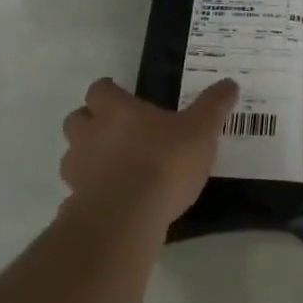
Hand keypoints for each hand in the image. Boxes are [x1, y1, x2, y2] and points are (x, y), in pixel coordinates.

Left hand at [60, 78, 237, 226]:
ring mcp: (78, 171)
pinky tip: (114, 201)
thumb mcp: (201, 130)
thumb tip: (229, 83)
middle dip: (91, 122)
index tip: (121, 95)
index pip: (100, 89)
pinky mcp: (75, 204)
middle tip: (116, 130)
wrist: (126, 219)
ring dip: (88, 157)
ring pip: (73, 155)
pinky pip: (78, 192)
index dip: (109, 91)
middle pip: (76, 119)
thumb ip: (213, 106)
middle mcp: (90, 135)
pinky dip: (91, 192)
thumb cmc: (164, 163)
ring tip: (115, 167)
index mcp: (116, 111)